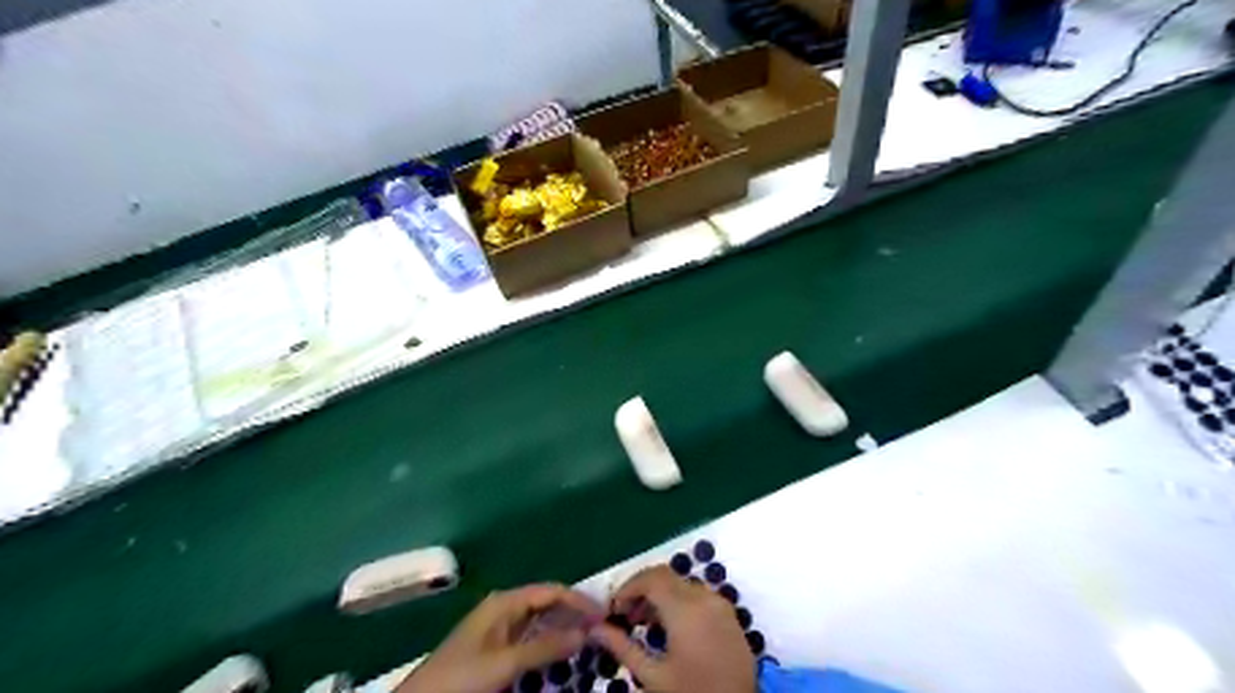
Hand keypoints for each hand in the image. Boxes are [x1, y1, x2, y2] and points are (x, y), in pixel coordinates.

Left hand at [399, 584, 605, 692]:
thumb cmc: (461, 677)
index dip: (578, 600)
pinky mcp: (497, 648)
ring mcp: (500, 628)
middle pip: (547, 603)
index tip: (603, 615)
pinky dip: (549, 644)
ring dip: (563, 630)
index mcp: (505, 602)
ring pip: (540, 622)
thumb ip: (545, 647)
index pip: (551, 591)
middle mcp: (505, 608)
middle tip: (601, 628)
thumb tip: (585, 632)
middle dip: (573, 614)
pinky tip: (562, 654)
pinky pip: (531, 639)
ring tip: (588, 641)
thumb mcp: (505, 663)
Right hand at [586, 563, 751, 692]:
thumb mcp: (653, 677)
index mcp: (685, 609)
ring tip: (642, 625)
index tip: (612, 610)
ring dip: (659, 596)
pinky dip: (678, 602)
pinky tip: (668, 628)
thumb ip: (622, 648)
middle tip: (624, 616)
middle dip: (641, 590)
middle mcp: (704, 597)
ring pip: (681, 585)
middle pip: (665, 577)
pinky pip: (698, 596)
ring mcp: (720, 604)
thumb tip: (595, 629)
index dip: (628, 588)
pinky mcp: (729, 615)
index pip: (650, 578)